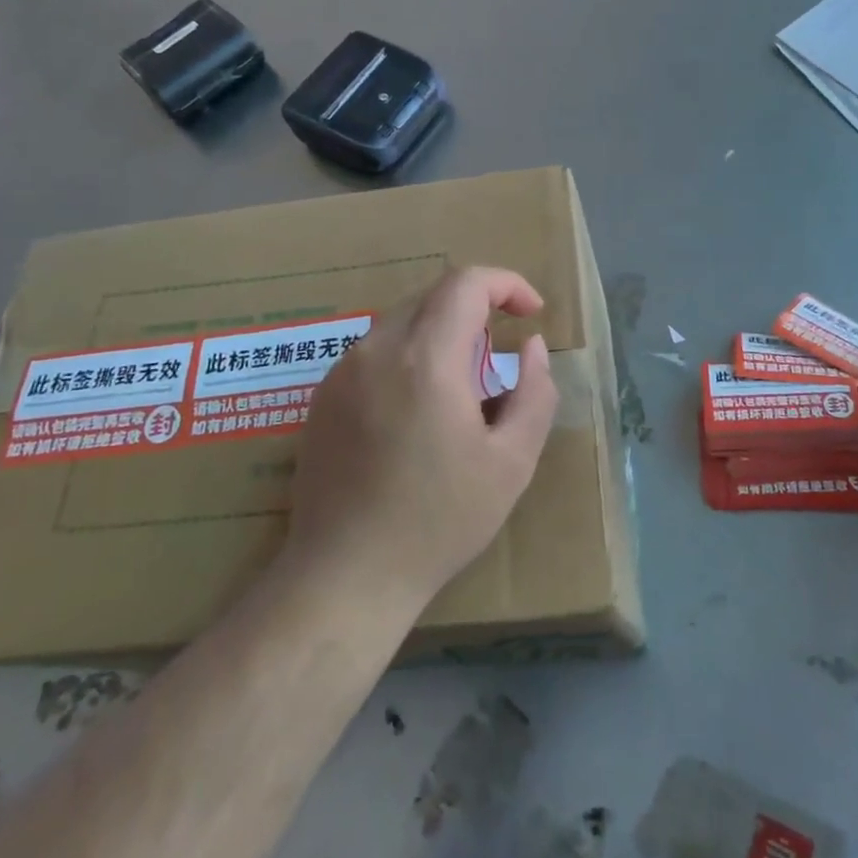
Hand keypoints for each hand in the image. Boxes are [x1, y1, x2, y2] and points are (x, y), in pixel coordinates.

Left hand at [285, 268, 558, 609]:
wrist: (345, 575)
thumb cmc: (439, 521)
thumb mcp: (512, 462)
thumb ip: (535, 392)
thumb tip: (533, 346)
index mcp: (426, 359)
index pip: (466, 282)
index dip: (507, 284)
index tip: (532, 314)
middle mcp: (377, 349)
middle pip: (434, 296)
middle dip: (476, 310)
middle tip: (499, 358)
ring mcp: (342, 370)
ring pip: (402, 321)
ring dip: (441, 335)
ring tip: (460, 392)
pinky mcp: (322, 395)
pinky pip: (375, 351)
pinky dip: (408, 357)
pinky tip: (415, 413)